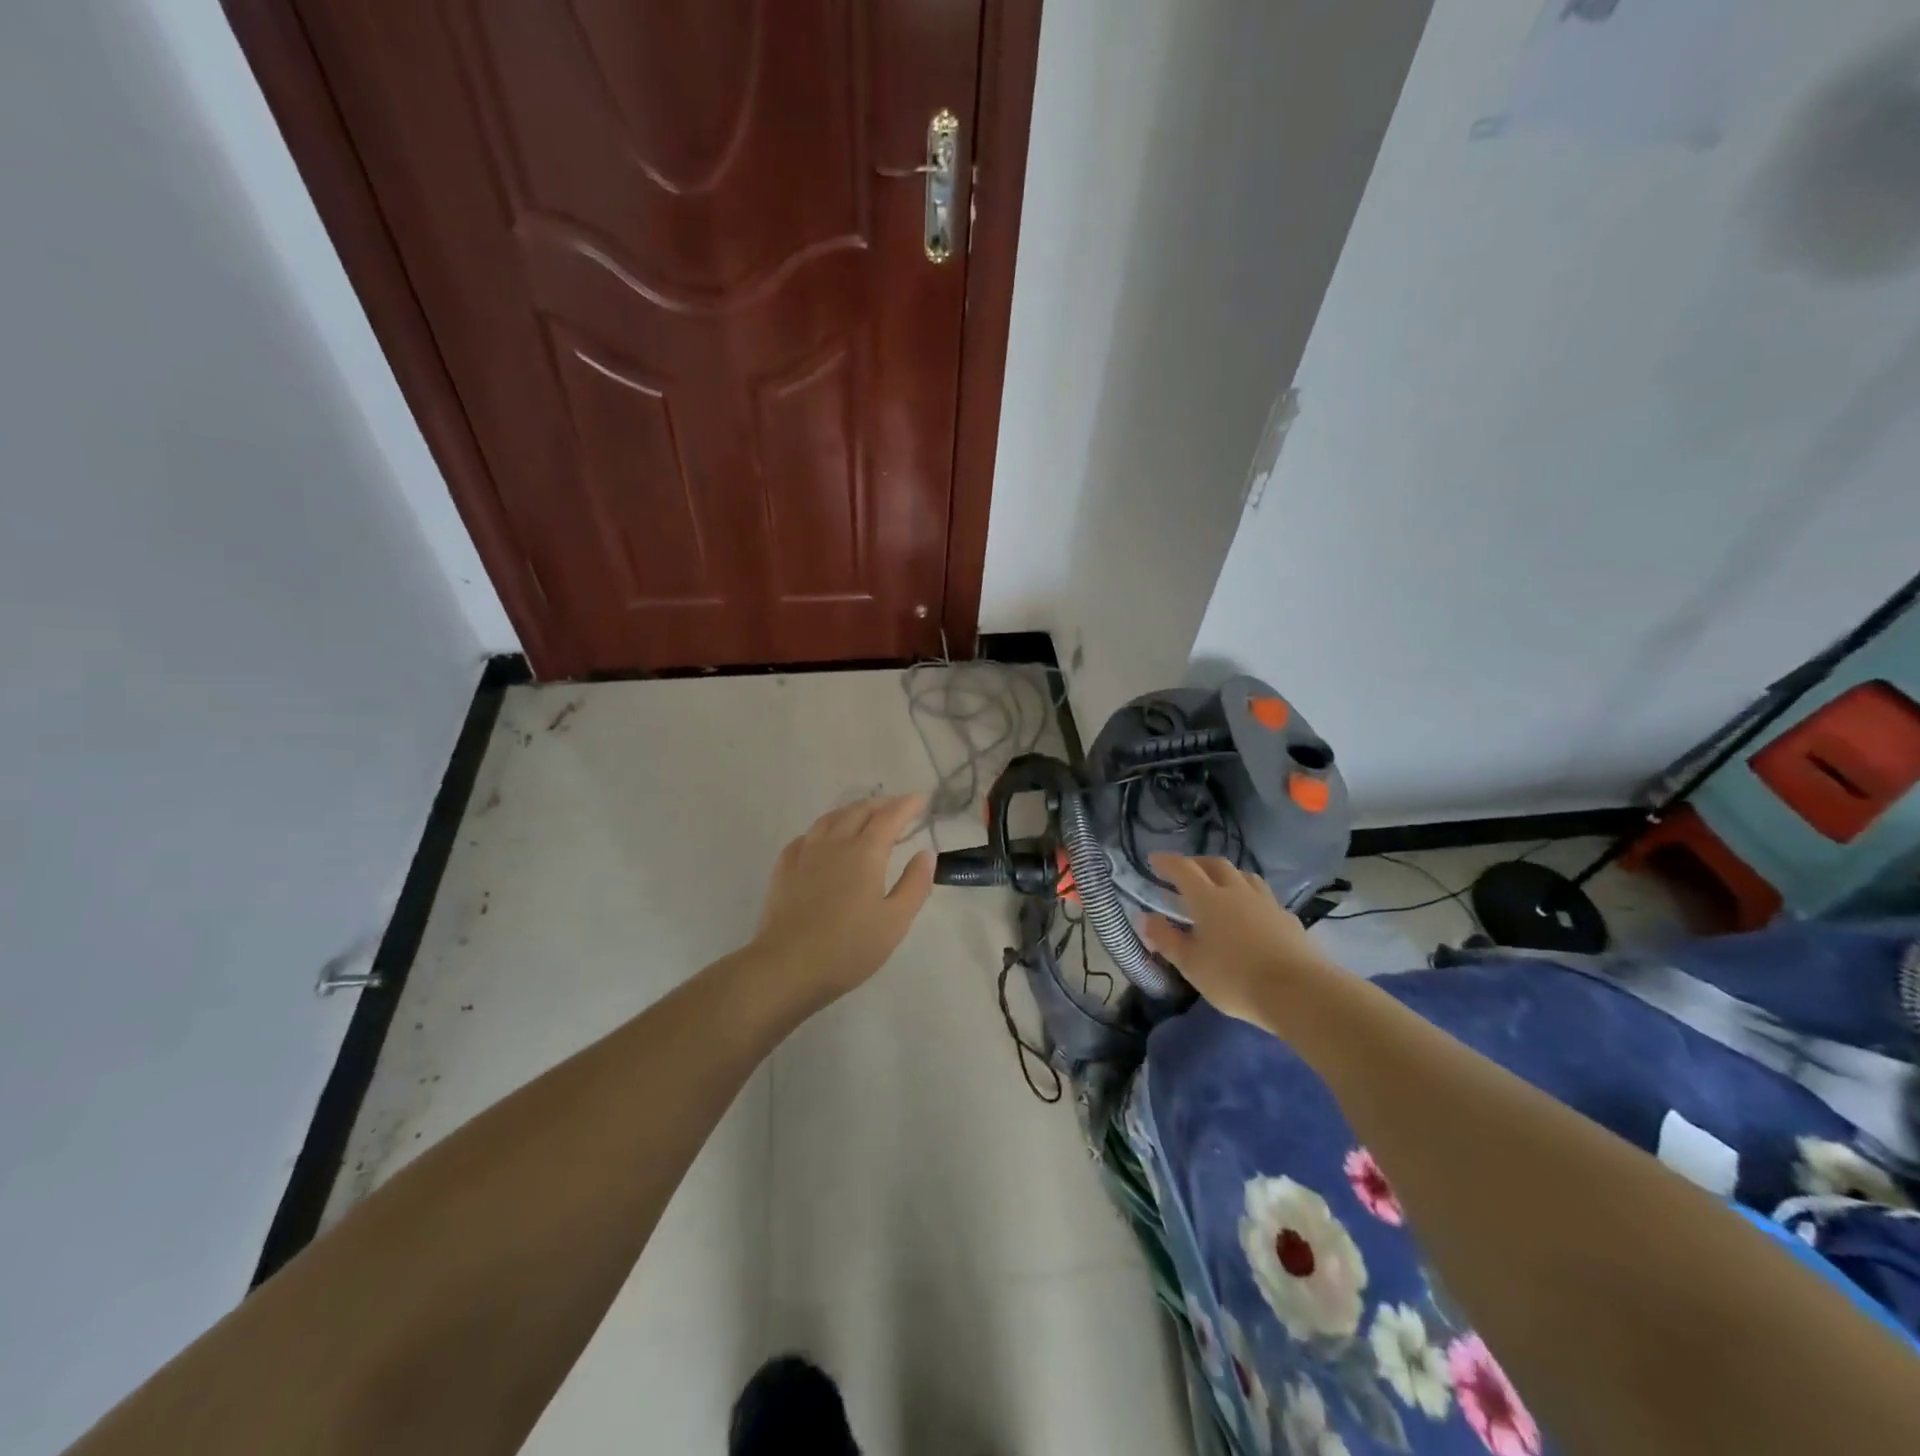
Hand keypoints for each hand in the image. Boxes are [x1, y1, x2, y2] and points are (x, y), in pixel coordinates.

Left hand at [746, 794, 934, 1009]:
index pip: (890, 817)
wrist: (787, 966)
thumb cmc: (848, 948)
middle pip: (859, 810)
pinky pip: (807, 836)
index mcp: (865, 852)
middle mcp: (835, 843)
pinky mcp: (784, 868)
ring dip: (852, 811)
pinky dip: (824, 829)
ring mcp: (805, 853)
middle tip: (897, 808)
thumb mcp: (895, 921)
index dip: (907, 805)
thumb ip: (914, 884)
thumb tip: (926, 854)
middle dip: (881, 804)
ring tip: (863, 817)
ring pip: (831, 818)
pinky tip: (824, 842)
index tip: (921, 799)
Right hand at [1140, 854, 1328, 1024]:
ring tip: (1219, 886)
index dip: (1167, 862)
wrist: (1298, 992)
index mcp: (1208, 899)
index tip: (1154, 859)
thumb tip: (1146, 918)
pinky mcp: (1288, 919)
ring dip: (1227, 875)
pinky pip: (1264, 897)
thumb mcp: (1191, 965)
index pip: (1183, 869)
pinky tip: (1251, 914)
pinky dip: (1250, 897)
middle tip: (1185, 872)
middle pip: (1216, 864)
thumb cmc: (1234, 978)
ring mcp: (1266, 903)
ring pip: (1244, 876)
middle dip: (1197, 863)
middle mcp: (1236, 892)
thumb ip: (1167, 939)